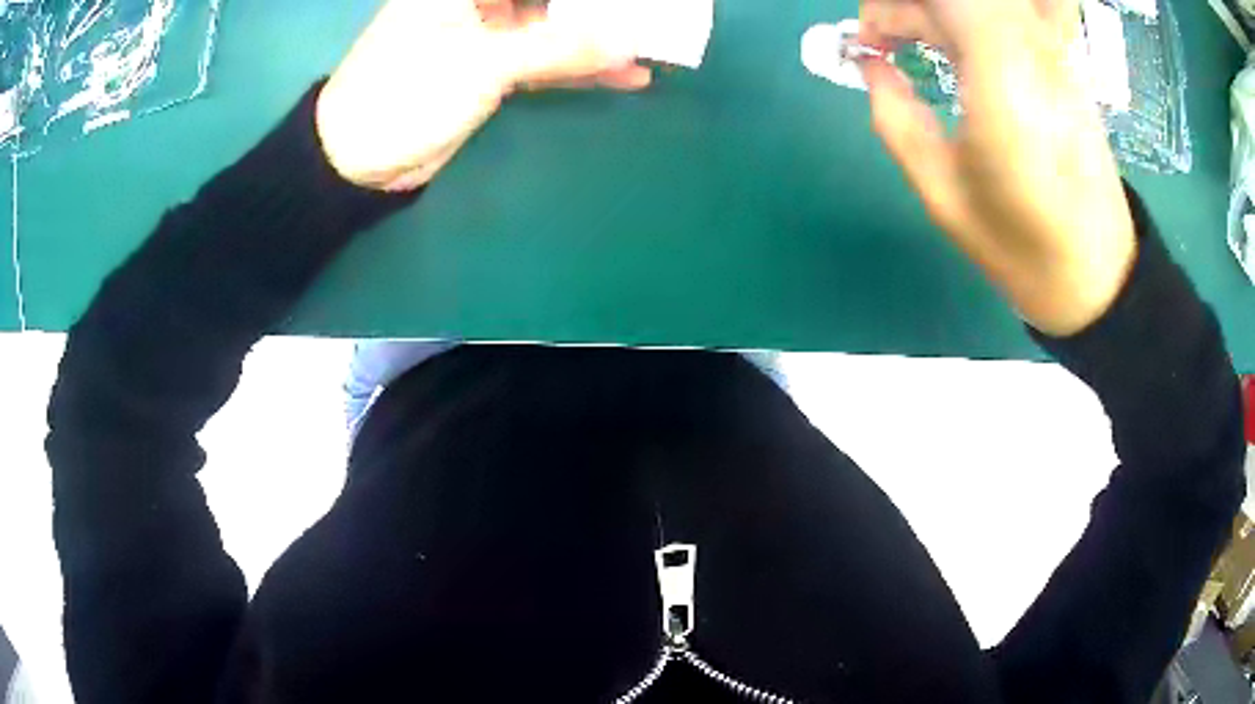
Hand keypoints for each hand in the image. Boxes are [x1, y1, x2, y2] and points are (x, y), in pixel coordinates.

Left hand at [316, 0, 651, 192]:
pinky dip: (581, 67)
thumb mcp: (483, 63)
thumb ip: (559, 47)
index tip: (632, 3)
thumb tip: (632, 42)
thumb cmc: (404, 94)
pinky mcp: (492, 68)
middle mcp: (478, 1)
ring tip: (657, 45)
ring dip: (601, 37)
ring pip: (555, 25)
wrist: (356, 160)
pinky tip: (626, 74)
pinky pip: (547, 59)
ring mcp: (487, 33)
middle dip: (603, 9)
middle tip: (656, 16)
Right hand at [859, 0, 1136, 335]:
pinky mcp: (1064, 64)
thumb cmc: (1020, 246)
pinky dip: (975, 20)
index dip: (891, 7)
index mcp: (1001, 80)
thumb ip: (894, 116)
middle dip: (910, 7)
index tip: (870, 44)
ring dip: (942, 13)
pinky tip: (961, 47)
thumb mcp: (941, 192)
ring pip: (988, 2)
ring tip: (920, 45)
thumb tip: (871, 67)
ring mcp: (1054, 53)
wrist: (1098, 273)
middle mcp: (1032, 50)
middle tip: (887, 42)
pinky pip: (1013, 15)